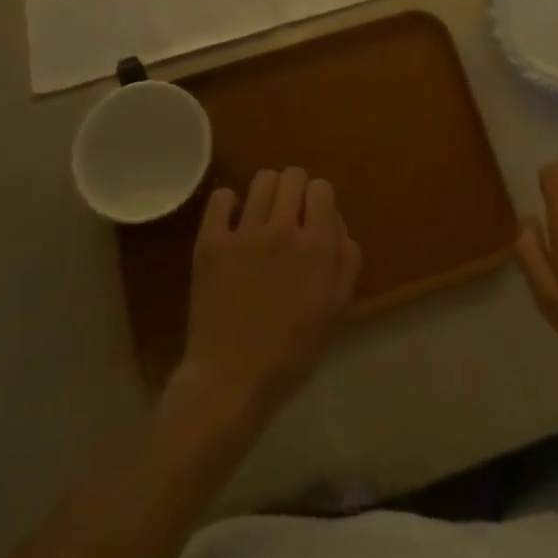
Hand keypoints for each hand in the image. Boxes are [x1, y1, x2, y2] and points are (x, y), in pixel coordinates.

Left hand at [176, 167, 361, 424]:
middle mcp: (284, 230)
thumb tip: (337, 222)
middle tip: (288, 217)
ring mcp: (245, 233)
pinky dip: (229, 204)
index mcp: (318, 247)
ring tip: (261, 217)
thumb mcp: (336, 310)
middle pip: (293, 176)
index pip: (322, 188)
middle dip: (295, 191)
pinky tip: (232, 223)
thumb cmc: (291, 353)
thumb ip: (346, 260)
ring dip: (266, 193)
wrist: (231, 381)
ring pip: (262, 179)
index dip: (319, 201)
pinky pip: (221, 196)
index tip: (313, 220)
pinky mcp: (211, 241)